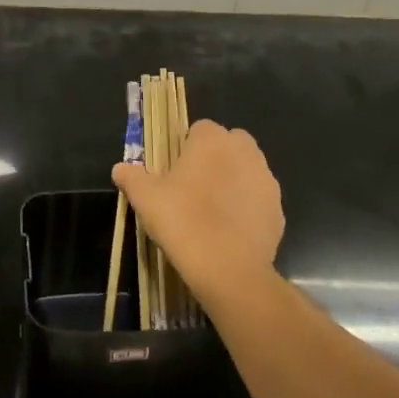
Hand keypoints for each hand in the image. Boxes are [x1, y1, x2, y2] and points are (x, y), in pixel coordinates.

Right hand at [112, 119, 284, 298]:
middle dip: (216, 159)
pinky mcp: (278, 210)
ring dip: (234, 182)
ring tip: (212, 212)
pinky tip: (230, 232)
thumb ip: (132, 177)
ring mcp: (266, 181)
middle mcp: (245, 152)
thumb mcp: (146, 198)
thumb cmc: (182, 220)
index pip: (200, 129)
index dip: (187, 147)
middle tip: (193, 187)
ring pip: (248, 171)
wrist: (228, 268)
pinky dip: (247, 209)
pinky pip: (259, 201)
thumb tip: (120, 168)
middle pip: (230, 144)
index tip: (174, 170)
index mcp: (212, 140)